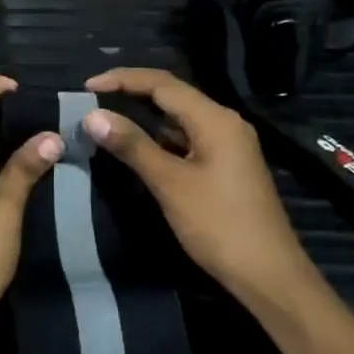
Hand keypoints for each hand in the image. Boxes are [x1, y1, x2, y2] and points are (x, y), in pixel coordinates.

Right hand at [82, 68, 309, 301]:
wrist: (268, 274)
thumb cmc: (218, 225)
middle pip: (172, 95)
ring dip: (142, 115)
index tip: (86, 86)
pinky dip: (157, 137)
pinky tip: (135, 146)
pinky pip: (185, 138)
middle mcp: (224, 122)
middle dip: (130, 92)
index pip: (162, 83)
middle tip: (91, 99)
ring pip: (178, 117)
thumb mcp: (170, 183)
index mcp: (215, 119)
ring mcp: (227, 144)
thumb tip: (92, 115)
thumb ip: (132, 145)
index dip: (122, 78)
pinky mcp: (224, 165)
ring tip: (105, 118)